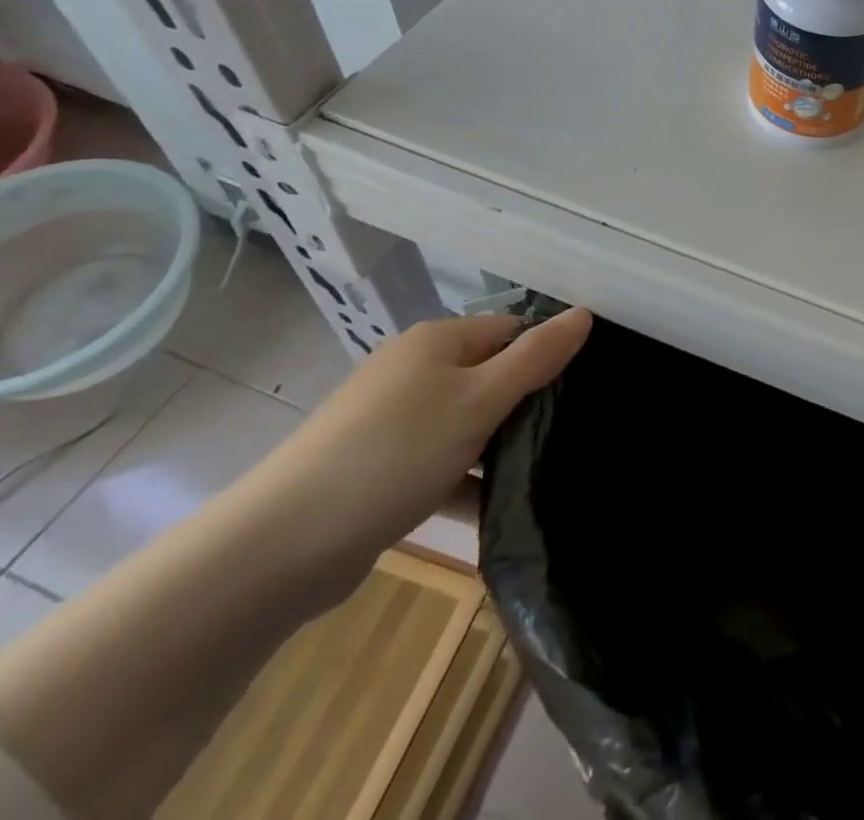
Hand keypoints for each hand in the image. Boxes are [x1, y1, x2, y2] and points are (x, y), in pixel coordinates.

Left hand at [243, 308, 592, 581]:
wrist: (277, 549)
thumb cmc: (393, 454)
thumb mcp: (479, 401)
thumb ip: (536, 358)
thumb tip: (584, 313)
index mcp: (436, 342)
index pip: (511, 330)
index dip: (548, 353)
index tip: (585, 390)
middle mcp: (413, 371)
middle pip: (490, 375)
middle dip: (526, 405)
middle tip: (570, 435)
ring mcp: (391, 422)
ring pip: (466, 424)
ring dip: (497, 448)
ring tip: (546, 474)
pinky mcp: (378, 470)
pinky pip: (438, 463)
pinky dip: (465, 481)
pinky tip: (497, 509)